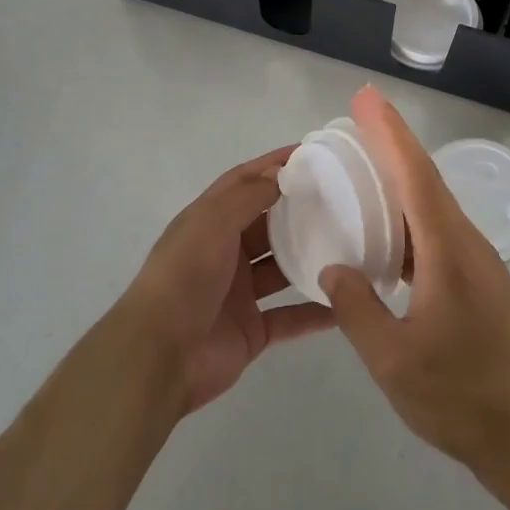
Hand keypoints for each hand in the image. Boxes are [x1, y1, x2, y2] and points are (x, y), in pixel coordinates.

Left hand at [117, 147, 334, 415]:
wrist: (160, 356)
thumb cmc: (184, 277)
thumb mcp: (212, 223)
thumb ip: (248, 196)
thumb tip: (281, 172)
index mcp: (208, 222)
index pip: (243, 182)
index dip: (272, 165)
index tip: (309, 153)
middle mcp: (224, 253)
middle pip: (266, 224)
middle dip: (297, 211)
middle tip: (341, 199)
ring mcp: (239, 293)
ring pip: (281, 269)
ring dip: (309, 258)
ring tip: (350, 245)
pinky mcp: (252, 331)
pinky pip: (290, 317)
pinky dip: (314, 313)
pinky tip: (345, 304)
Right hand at [320, 86, 509, 475]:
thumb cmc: (460, 396)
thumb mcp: (393, 360)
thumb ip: (357, 309)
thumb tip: (335, 268)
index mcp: (447, 250)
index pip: (415, 175)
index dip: (389, 133)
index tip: (366, 99)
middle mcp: (466, 243)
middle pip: (426, 178)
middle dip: (392, 142)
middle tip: (358, 117)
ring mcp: (477, 261)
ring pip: (434, 203)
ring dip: (402, 176)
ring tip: (365, 165)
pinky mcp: (479, 280)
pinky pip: (438, 229)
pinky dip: (410, 213)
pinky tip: (389, 231)